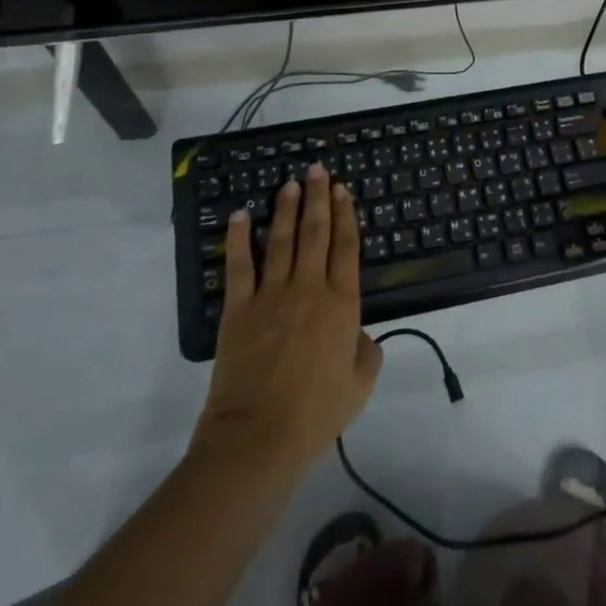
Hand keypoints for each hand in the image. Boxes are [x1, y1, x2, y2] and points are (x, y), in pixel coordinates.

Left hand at [196, 164, 381, 476]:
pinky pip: (240, 264)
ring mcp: (271, 294)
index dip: (347, 216)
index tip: (344, 190)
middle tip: (318, 169)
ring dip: (287, 208)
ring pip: (282, 239)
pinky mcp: (238, 307)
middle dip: (318, 197)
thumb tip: (359, 334)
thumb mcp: (359, 386)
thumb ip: (366, 353)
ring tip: (290, 183)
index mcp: (342, 304)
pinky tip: (241, 214)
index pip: (347, 247)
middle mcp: (309, 288)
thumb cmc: (315, 414)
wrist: (258, 436)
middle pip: (316, 232)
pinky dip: (240, 237)